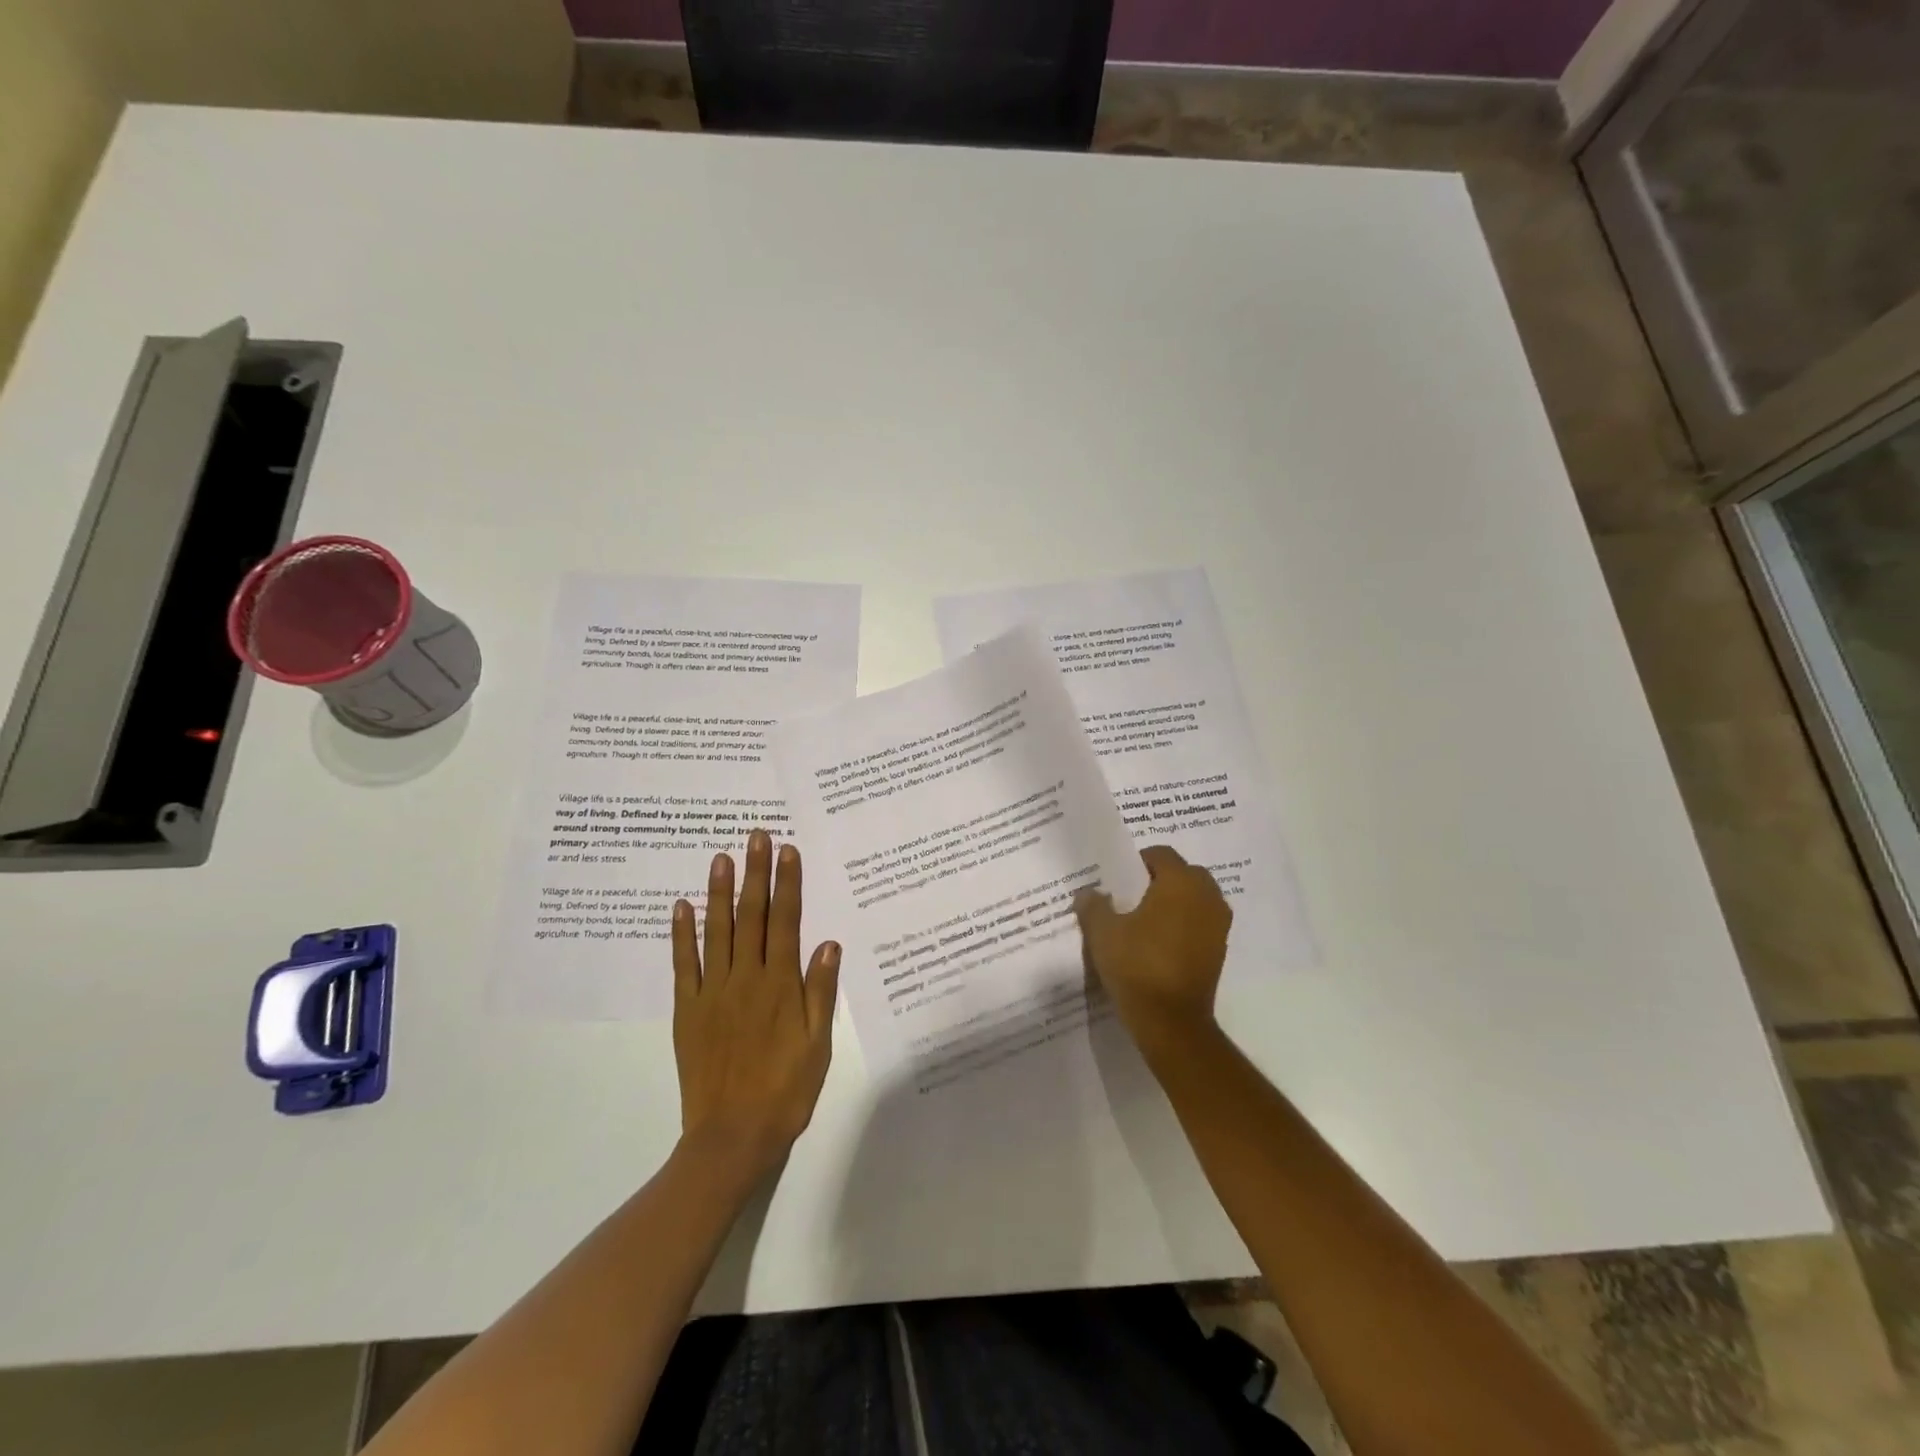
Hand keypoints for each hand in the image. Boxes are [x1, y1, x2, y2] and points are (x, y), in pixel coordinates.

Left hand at [672, 831, 840, 1178]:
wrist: (732, 1137)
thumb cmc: (785, 1090)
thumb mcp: (817, 1045)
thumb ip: (820, 991)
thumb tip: (828, 942)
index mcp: (780, 985)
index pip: (785, 922)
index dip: (787, 884)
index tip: (787, 851)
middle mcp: (746, 979)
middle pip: (751, 917)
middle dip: (755, 874)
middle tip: (756, 836)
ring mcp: (712, 993)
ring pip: (717, 932)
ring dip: (719, 892)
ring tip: (720, 857)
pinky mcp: (687, 1011)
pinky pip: (683, 965)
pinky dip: (682, 935)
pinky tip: (681, 907)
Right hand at [1075, 845, 1229, 1050]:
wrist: (1171, 1022)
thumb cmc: (1137, 966)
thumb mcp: (1102, 932)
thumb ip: (1094, 905)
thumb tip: (1089, 892)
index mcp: (1181, 882)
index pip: (1160, 854)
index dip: (1136, 863)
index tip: (1117, 881)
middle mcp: (1207, 896)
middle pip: (1183, 873)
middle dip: (1159, 880)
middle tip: (1130, 898)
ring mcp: (1218, 925)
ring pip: (1194, 899)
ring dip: (1174, 903)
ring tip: (1143, 922)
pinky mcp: (1220, 951)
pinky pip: (1200, 924)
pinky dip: (1183, 926)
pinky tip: (1158, 944)